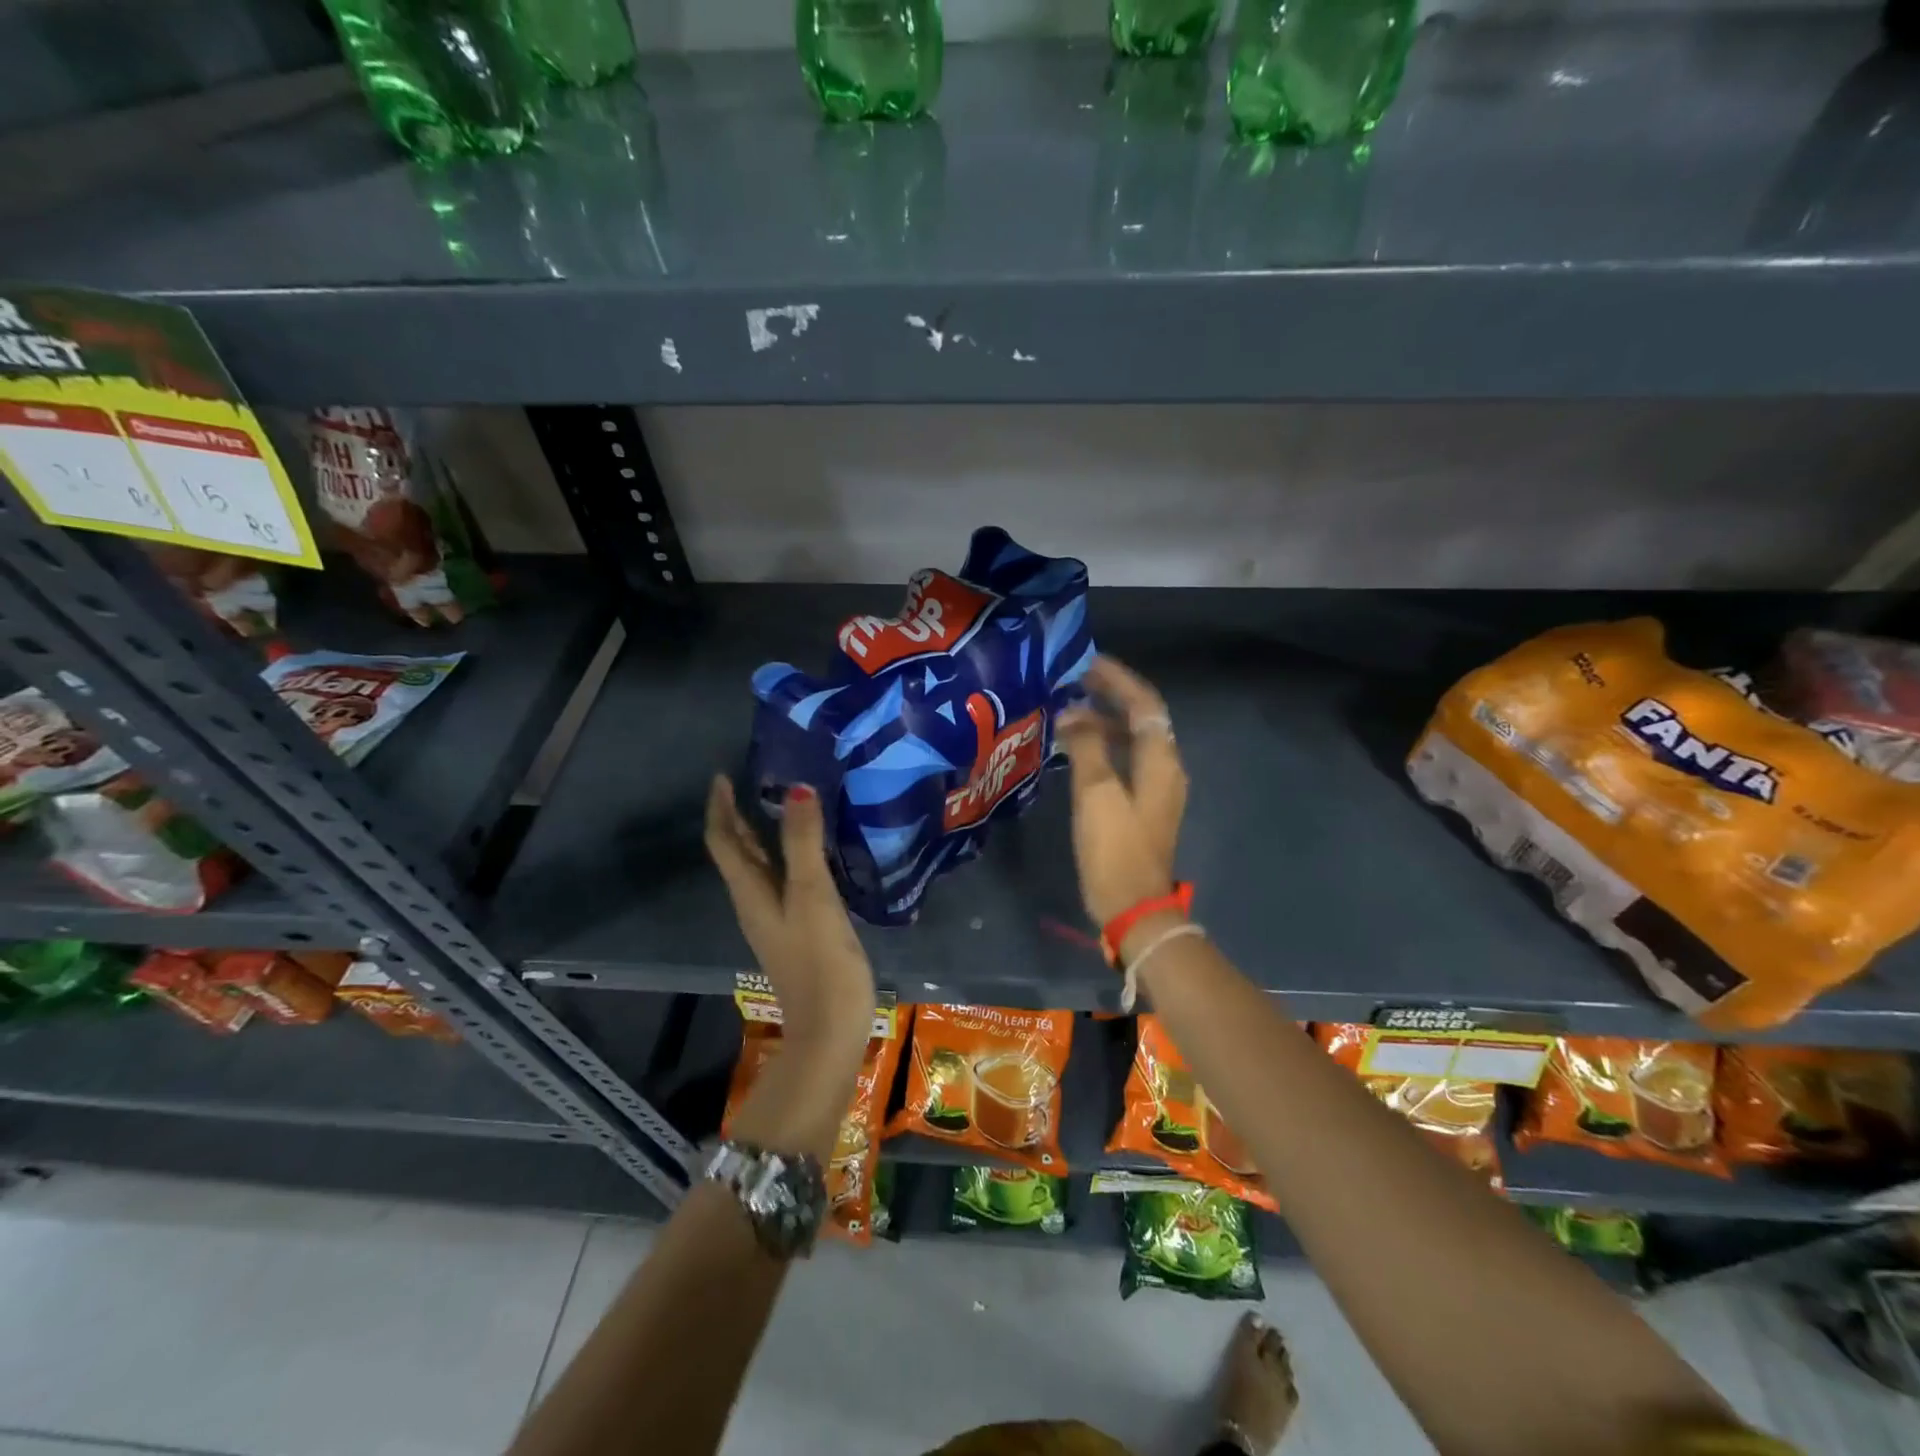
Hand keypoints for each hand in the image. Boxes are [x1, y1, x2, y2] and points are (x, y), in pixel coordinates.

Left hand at [704, 776, 875, 1052]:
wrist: (830, 1029)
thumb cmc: (819, 960)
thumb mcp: (812, 896)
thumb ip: (804, 843)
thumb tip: (796, 789)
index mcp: (750, 892)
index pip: (723, 841)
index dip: (720, 807)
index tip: (723, 775)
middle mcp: (755, 902)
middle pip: (738, 852)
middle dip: (739, 816)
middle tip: (755, 780)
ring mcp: (776, 918)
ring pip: (760, 866)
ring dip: (762, 834)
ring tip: (785, 805)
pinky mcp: (797, 929)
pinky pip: (784, 880)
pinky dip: (788, 856)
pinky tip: (813, 852)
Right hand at [1054, 656, 1187, 929]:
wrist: (1134, 907)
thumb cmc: (1115, 849)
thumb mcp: (1097, 793)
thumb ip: (1086, 746)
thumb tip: (1072, 714)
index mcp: (1160, 760)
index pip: (1144, 704)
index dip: (1118, 680)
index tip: (1088, 663)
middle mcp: (1165, 768)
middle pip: (1142, 718)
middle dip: (1111, 696)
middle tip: (1075, 681)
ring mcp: (1156, 788)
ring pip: (1133, 740)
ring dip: (1105, 721)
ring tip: (1070, 710)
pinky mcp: (1143, 806)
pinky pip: (1126, 761)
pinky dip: (1104, 746)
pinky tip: (1078, 749)